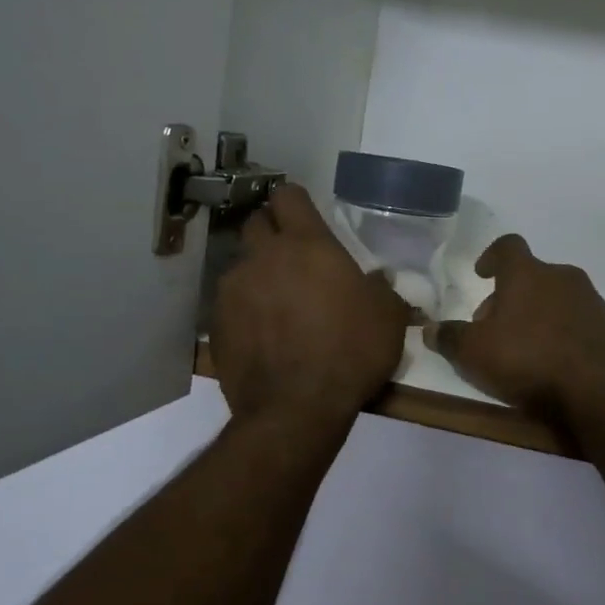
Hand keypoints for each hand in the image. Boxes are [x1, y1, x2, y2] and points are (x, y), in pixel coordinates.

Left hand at [211, 184, 408, 424]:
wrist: (296, 408)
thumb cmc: (350, 352)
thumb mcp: (388, 319)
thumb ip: (383, 290)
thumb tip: (379, 280)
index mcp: (306, 245)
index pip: (288, 196)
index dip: (296, 202)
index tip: (307, 217)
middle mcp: (262, 257)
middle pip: (256, 223)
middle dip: (272, 232)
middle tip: (294, 258)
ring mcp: (233, 290)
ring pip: (241, 265)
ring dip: (259, 274)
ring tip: (278, 303)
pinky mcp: (216, 324)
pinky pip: (231, 303)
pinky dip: (246, 309)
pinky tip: (264, 334)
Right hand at [424, 235, 604, 424]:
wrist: (600, 391)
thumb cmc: (528, 360)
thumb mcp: (474, 353)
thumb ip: (449, 338)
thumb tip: (428, 329)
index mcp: (527, 273)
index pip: (508, 246)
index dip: (492, 256)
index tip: (482, 273)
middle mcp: (562, 277)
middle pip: (531, 276)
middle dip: (509, 297)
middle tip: (493, 328)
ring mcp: (591, 302)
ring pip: (555, 299)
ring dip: (536, 316)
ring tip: (522, 349)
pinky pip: (576, 322)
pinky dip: (560, 333)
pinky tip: (552, 363)